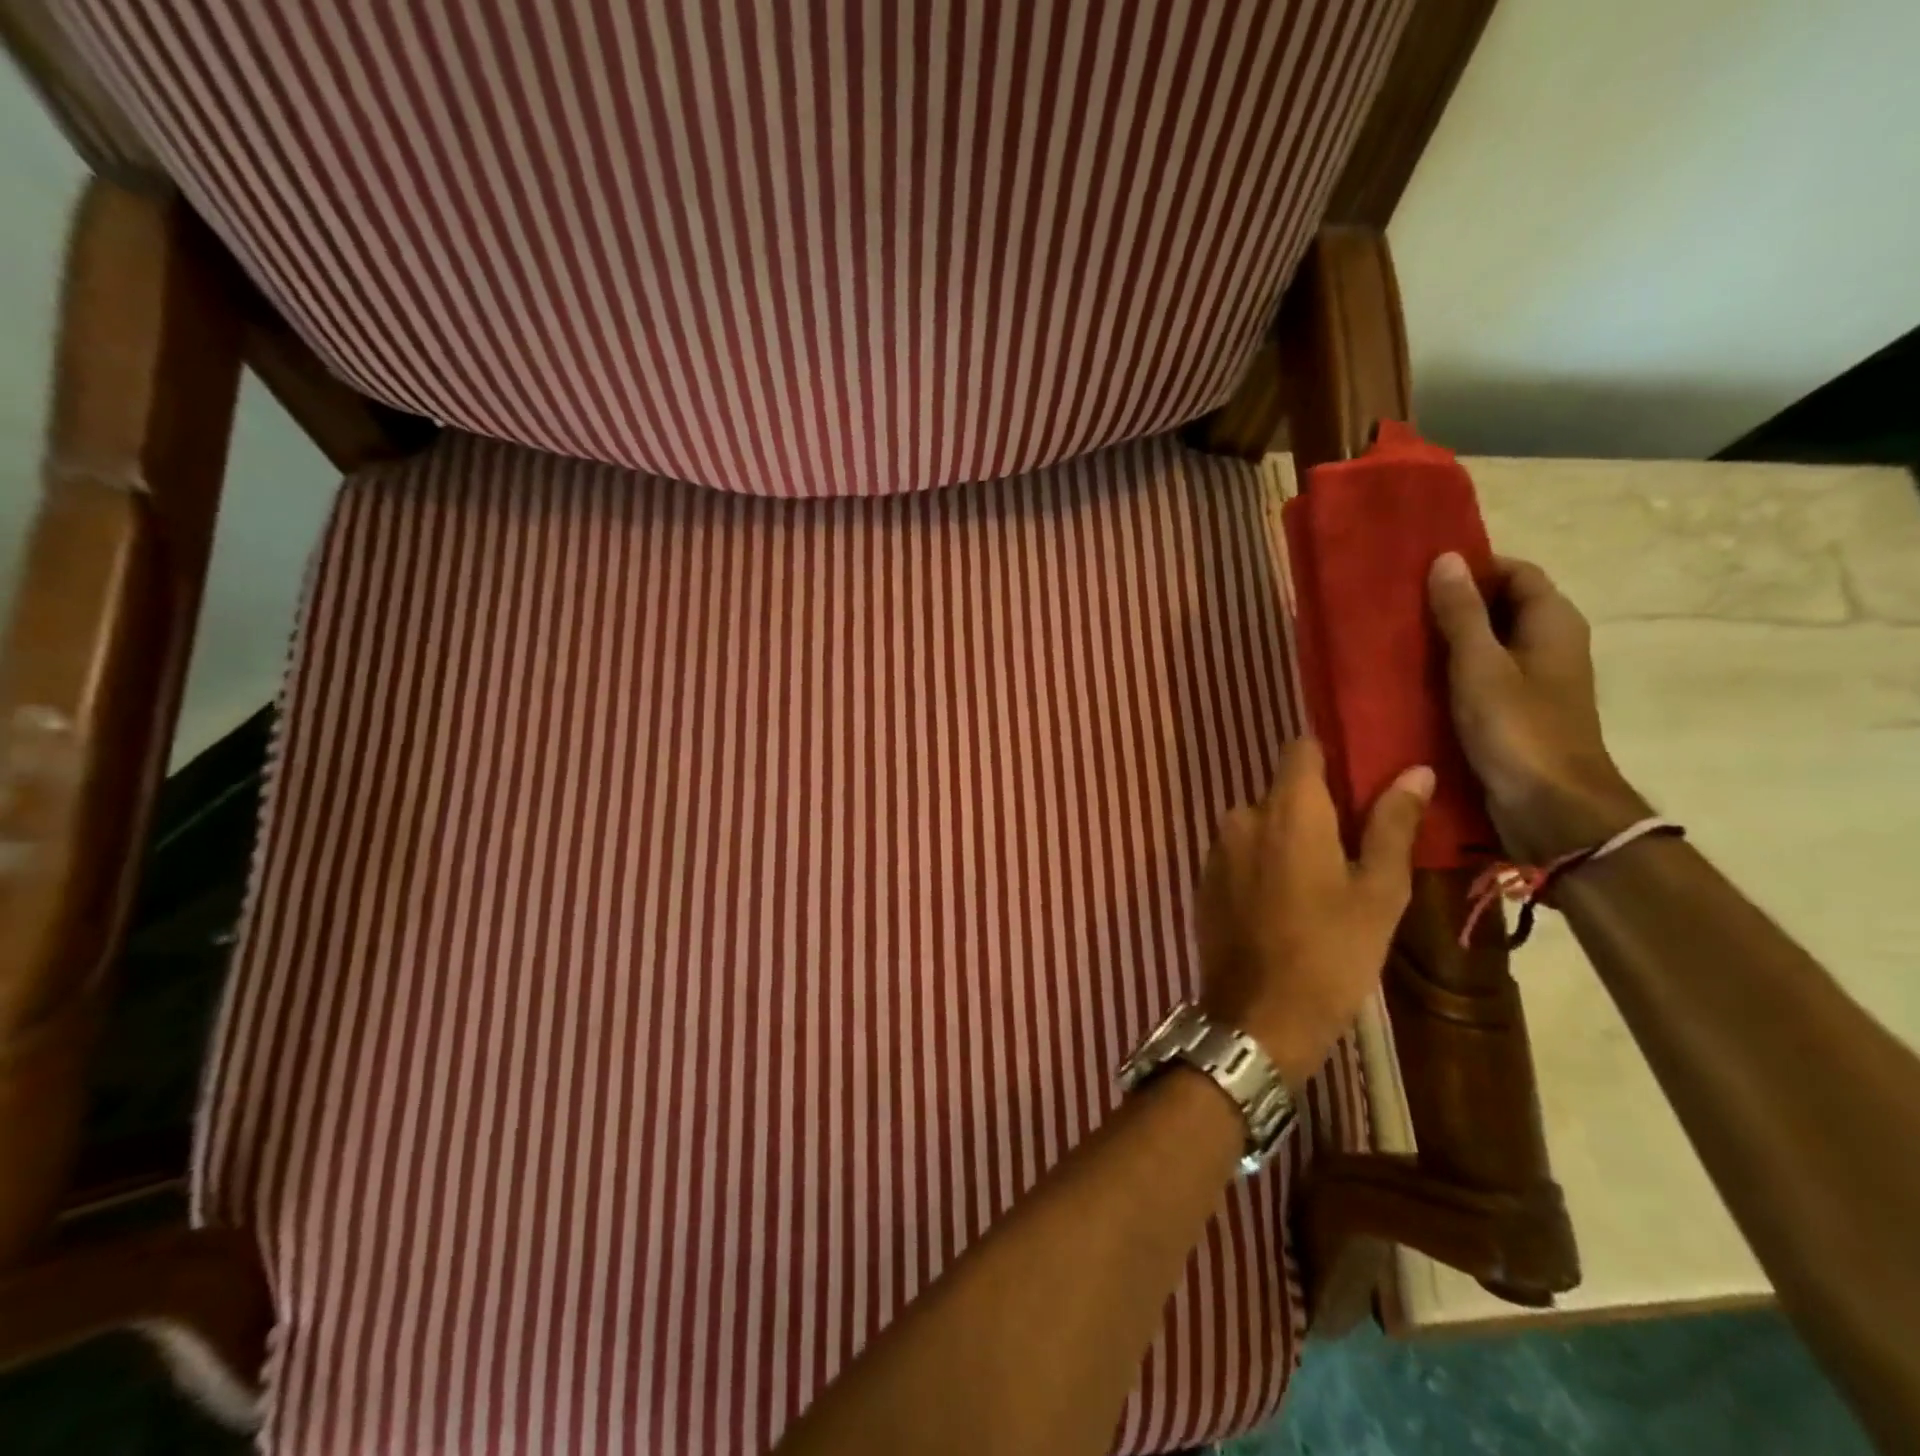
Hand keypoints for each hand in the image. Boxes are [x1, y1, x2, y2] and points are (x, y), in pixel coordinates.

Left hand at [1196, 740, 1432, 1092]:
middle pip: (1283, 792)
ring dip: (1288, 840)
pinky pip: (1240, 854)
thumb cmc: (1331, 953)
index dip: (1330, 757)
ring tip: (1323, 883)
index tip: (1358, 781)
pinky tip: (1286, 903)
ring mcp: (1216, 848)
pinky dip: (1263, 863)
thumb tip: (1415, 771)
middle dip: (1315, 810)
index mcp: (1288, 809)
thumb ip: (1392, 824)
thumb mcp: (1379, 892)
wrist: (1258, 1016)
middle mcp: (1242, 816)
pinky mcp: (1203, 879)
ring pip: (1261, 825)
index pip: (1301, 750)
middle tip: (1353, 850)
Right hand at [1427, 551, 1645, 858]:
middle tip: (1398, 606)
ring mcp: (1532, 680)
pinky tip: (1412, 679)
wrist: (1550, 806)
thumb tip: (1446, 558)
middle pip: (1500, 605)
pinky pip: (1479, 675)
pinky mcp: (1512, 710)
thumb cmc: (1518, 728)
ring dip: (1447, 638)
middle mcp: (1548, 644)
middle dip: (1453, 602)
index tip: (1420, 573)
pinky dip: (1450, 670)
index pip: (1515, 572)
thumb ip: (1462, 613)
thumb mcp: (1481, 665)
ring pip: (1486, 642)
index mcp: (1552, 622)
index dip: (1473, 567)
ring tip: (1396, 639)